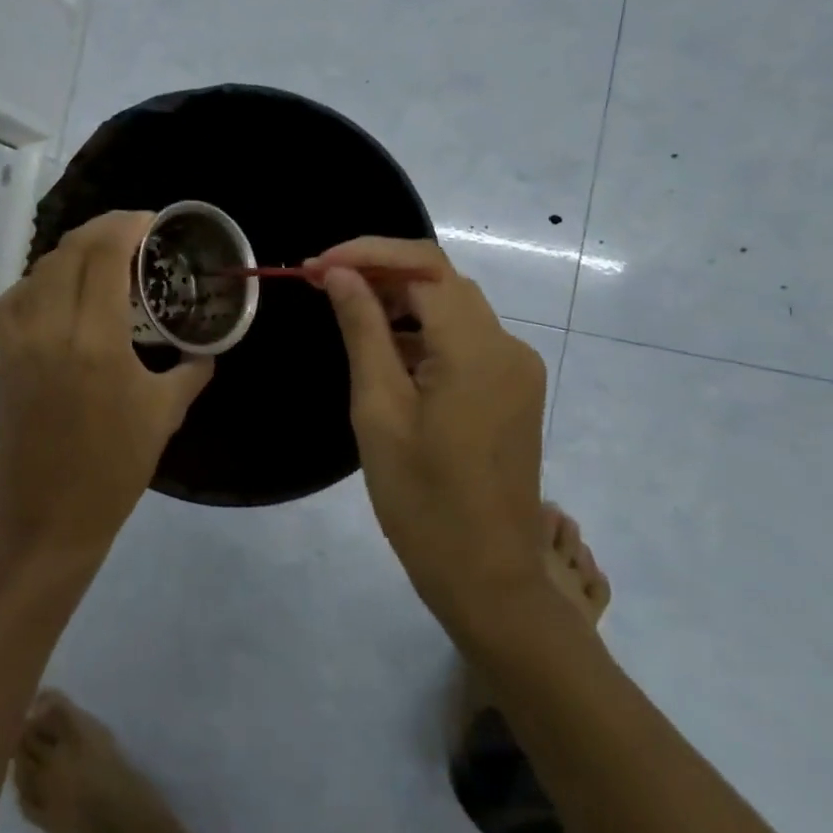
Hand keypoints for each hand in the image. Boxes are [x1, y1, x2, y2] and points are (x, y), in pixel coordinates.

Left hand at [0, 211, 213, 561]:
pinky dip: (38, 280)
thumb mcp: (165, 415)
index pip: (104, 255)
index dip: (126, 225)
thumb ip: (191, 370)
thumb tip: (206, 347)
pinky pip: (14, 298)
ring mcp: (20, 342)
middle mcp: (51, 329)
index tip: (152, 221)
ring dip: (72, 251)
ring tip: (101, 257)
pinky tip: (60, 291)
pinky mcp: (3, 357)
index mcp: (96, 342)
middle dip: (103, 229)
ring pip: (39, 269)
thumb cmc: (114, 469)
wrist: (49, 518)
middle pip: (70, 251)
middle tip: (133, 233)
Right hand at [307, 237, 550, 636]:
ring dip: (399, 300)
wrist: (489, 579)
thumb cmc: (423, 501)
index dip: (367, 253)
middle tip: (320, 284)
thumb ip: (362, 330)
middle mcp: (507, 346)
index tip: (316, 266)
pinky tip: (384, 349)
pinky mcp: (513, 390)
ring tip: (343, 310)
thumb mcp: (379, 411)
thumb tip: (338, 274)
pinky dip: (421, 331)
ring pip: (452, 308)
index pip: (424, 266)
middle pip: (440, 281)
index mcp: (476, 349)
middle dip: (379, 272)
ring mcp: (516, 369)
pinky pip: (464, 340)